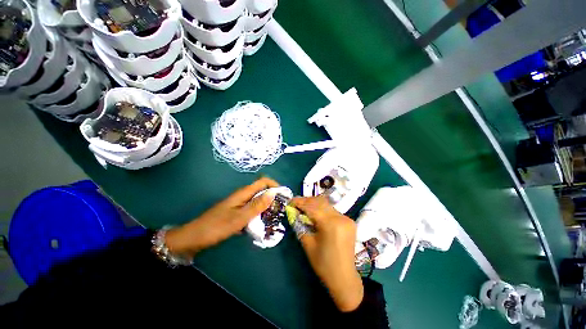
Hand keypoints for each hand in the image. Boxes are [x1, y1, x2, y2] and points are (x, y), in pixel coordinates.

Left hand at [166, 177, 278, 257]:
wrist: (194, 238)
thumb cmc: (216, 227)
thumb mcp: (239, 217)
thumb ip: (257, 205)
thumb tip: (273, 192)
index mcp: (243, 193)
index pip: (263, 181)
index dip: (275, 185)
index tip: (283, 196)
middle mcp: (242, 196)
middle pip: (262, 191)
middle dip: (273, 198)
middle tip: (280, 211)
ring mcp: (239, 204)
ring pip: (257, 201)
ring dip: (266, 208)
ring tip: (273, 219)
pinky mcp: (236, 212)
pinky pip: (251, 210)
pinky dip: (258, 215)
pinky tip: (260, 225)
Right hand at [290, 196, 363, 311]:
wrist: (344, 277)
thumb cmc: (323, 264)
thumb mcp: (307, 244)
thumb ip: (300, 225)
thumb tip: (293, 212)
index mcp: (331, 224)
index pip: (312, 207)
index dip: (300, 202)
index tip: (290, 201)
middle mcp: (341, 217)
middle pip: (321, 202)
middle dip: (307, 201)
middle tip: (296, 204)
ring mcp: (347, 218)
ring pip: (327, 205)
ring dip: (315, 204)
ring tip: (304, 208)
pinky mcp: (349, 221)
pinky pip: (332, 211)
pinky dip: (322, 210)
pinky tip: (316, 214)